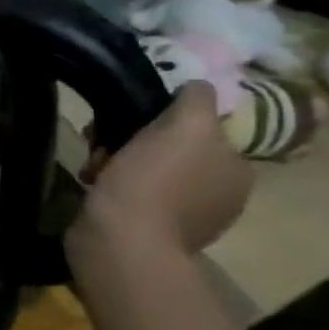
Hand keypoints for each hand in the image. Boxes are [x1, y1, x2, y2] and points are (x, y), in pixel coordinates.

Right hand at [72, 82, 250, 255]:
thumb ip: (198, 99)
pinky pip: (128, 192)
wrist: (120, 242)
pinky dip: (109, 183)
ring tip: (92, 165)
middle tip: (102, 140)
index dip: (165, 116)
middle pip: (170, 146)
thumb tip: (196, 87)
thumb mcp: (187, 126)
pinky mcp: (146, 230)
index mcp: (236, 170)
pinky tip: (92, 183)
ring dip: (115, 158)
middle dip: (133, 137)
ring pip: (144, 167)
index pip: (202, 126)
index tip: (133, 117)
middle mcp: (217, 193)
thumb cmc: (154, 181)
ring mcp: (182, 216)